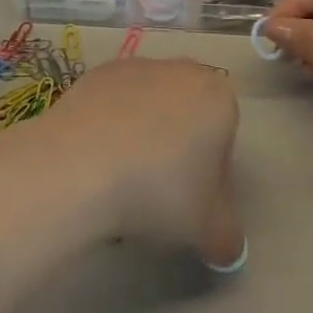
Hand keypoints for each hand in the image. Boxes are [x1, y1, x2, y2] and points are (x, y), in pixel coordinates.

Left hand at [5, 56, 243, 265]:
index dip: (213, 174)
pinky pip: (117, 103)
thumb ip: (228, 237)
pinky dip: (113, 126)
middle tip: (160, 194)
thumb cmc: (160, 190)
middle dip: (180, 148)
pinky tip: (98, 160)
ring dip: (146, 136)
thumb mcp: (208, 231)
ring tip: (123, 182)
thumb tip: (228, 247)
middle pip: (189, 114)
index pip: (226, 135)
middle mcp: (184, 70)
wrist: (84, 161)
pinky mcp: (101, 72)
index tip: (192, 203)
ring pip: (153, 106)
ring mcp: (140, 66)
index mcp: (219, 97)